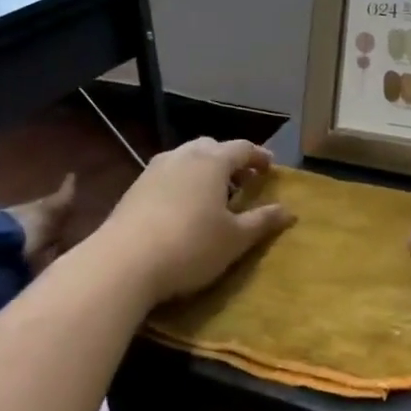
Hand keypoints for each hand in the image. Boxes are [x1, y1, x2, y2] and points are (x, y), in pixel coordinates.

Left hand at [97, 138, 294, 306]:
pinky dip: (182, 181)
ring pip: (186, 158)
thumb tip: (288, 211)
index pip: (243, 148)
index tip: (270, 168)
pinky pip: (167, 173)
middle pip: (212, 147)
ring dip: (204, 170)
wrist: (123, 263)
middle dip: (230, 160)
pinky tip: (183, 207)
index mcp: (212, 161)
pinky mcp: (134, 187)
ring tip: (212, 195)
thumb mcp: (235, 239)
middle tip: (242, 182)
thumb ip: (262, 221)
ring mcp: (155, 169)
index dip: (259, 156)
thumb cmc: (190, 246)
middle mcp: (183, 155)